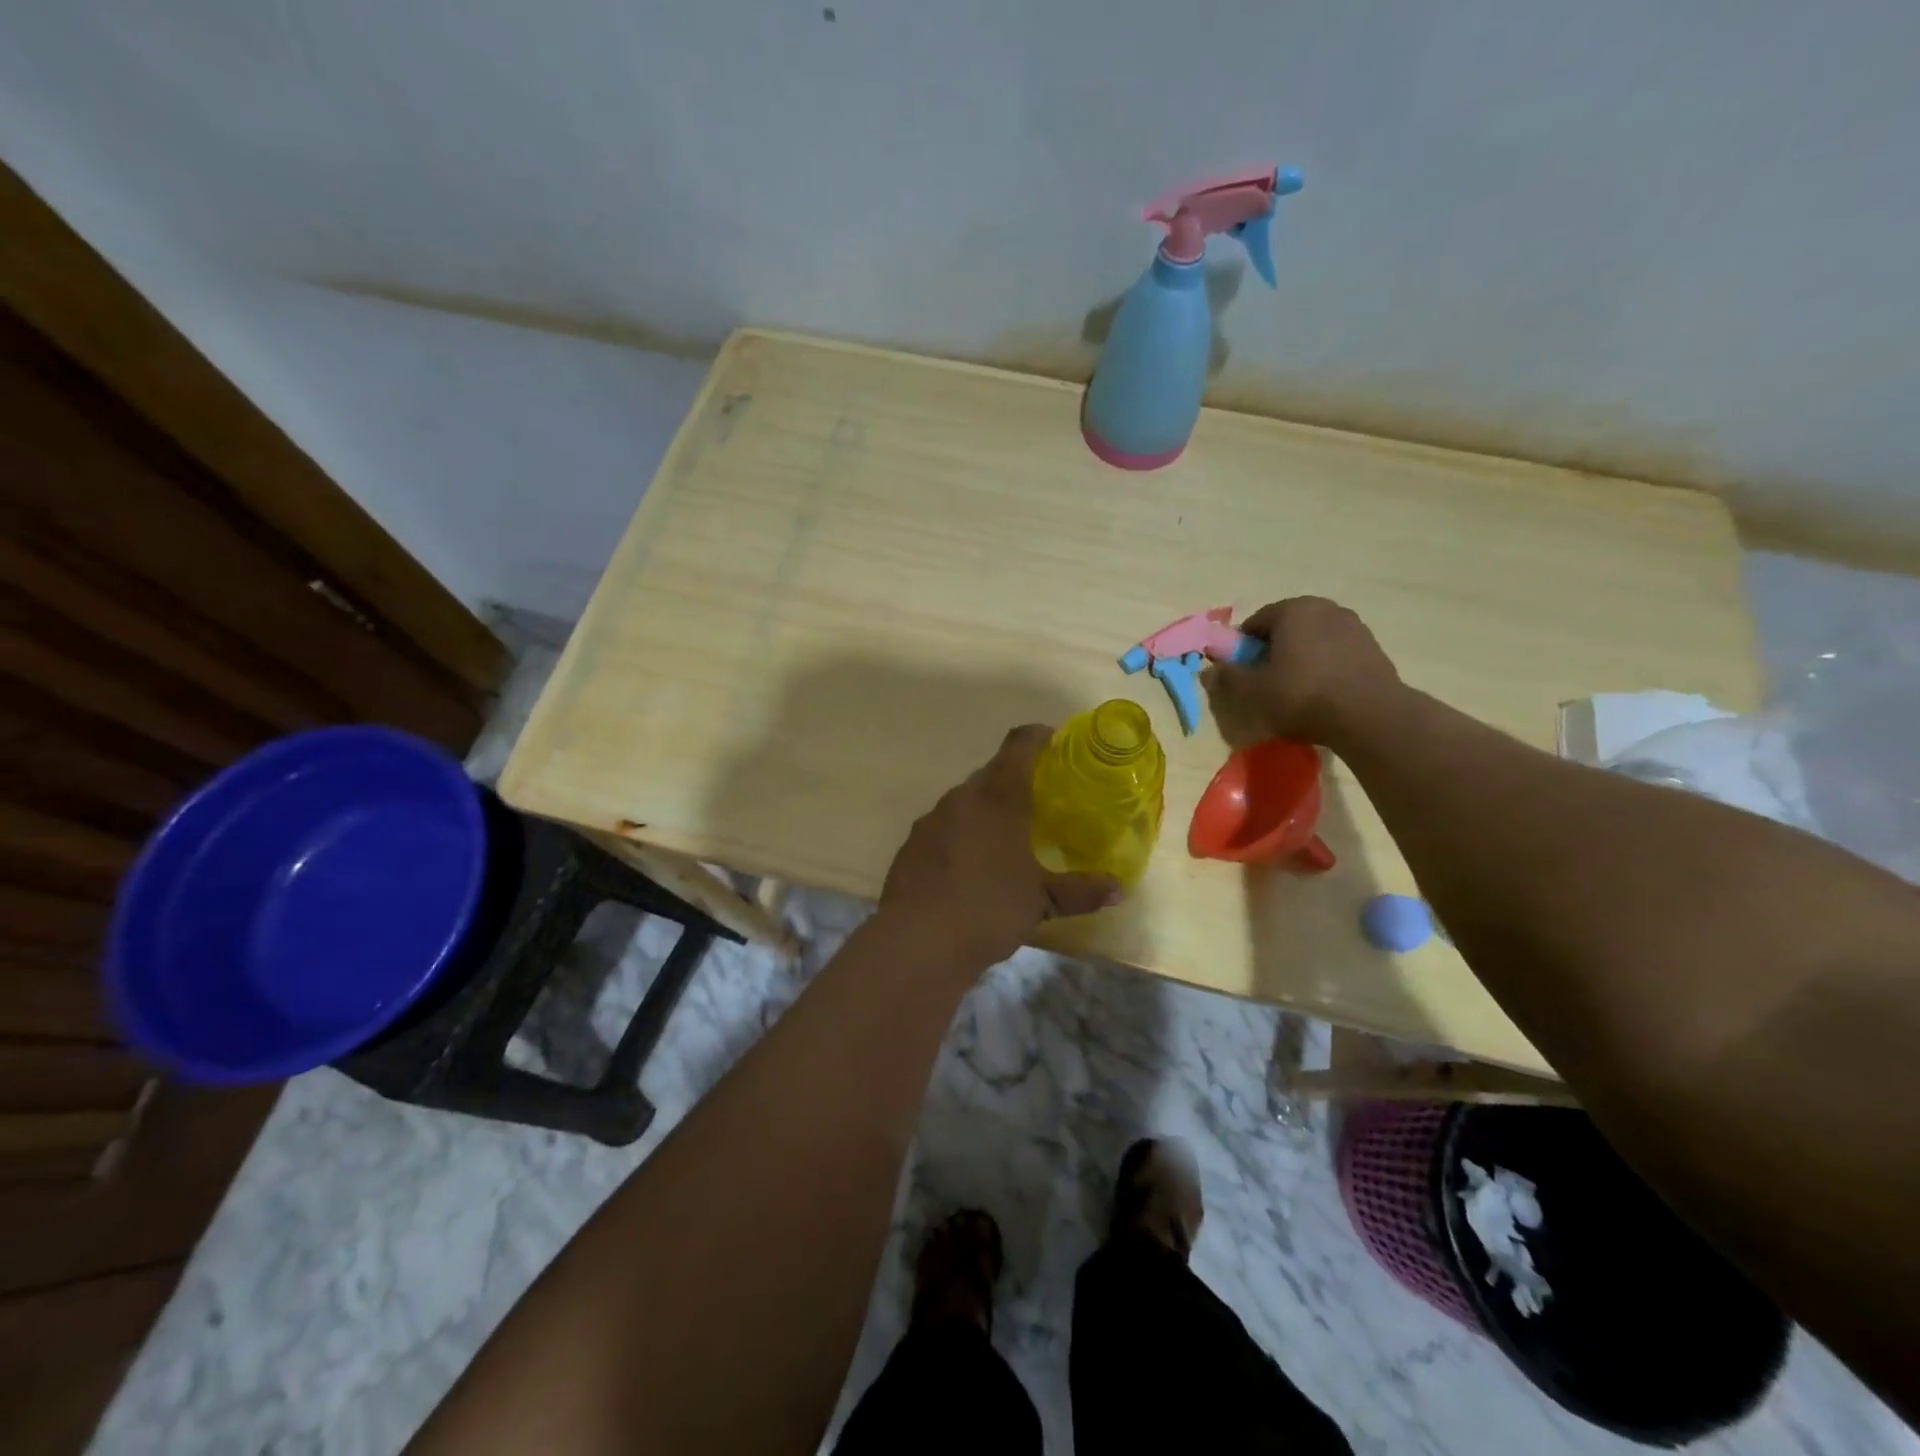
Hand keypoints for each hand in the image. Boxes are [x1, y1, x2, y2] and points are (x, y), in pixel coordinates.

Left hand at [877, 725, 1122, 972]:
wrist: (917, 941)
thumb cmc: (989, 908)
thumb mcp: (1042, 901)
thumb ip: (1080, 891)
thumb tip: (1118, 890)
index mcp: (999, 797)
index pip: (1019, 746)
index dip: (1038, 737)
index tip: (1054, 740)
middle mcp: (963, 797)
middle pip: (991, 774)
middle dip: (1014, 781)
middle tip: (1038, 803)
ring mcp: (932, 819)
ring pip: (965, 801)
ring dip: (985, 810)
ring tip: (1005, 839)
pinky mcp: (911, 844)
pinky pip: (943, 827)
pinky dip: (960, 836)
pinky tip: (968, 868)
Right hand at [1202, 597, 1402, 747]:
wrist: (1368, 716)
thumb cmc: (1301, 695)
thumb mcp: (1252, 691)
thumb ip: (1227, 677)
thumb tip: (1208, 670)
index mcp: (1293, 609)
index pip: (1256, 622)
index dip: (1242, 648)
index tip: (1241, 672)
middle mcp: (1325, 608)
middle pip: (1287, 628)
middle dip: (1273, 650)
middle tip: (1266, 681)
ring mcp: (1354, 626)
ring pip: (1313, 640)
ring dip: (1300, 658)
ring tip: (1295, 690)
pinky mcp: (1373, 648)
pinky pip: (1336, 653)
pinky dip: (1324, 667)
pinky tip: (1322, 693)